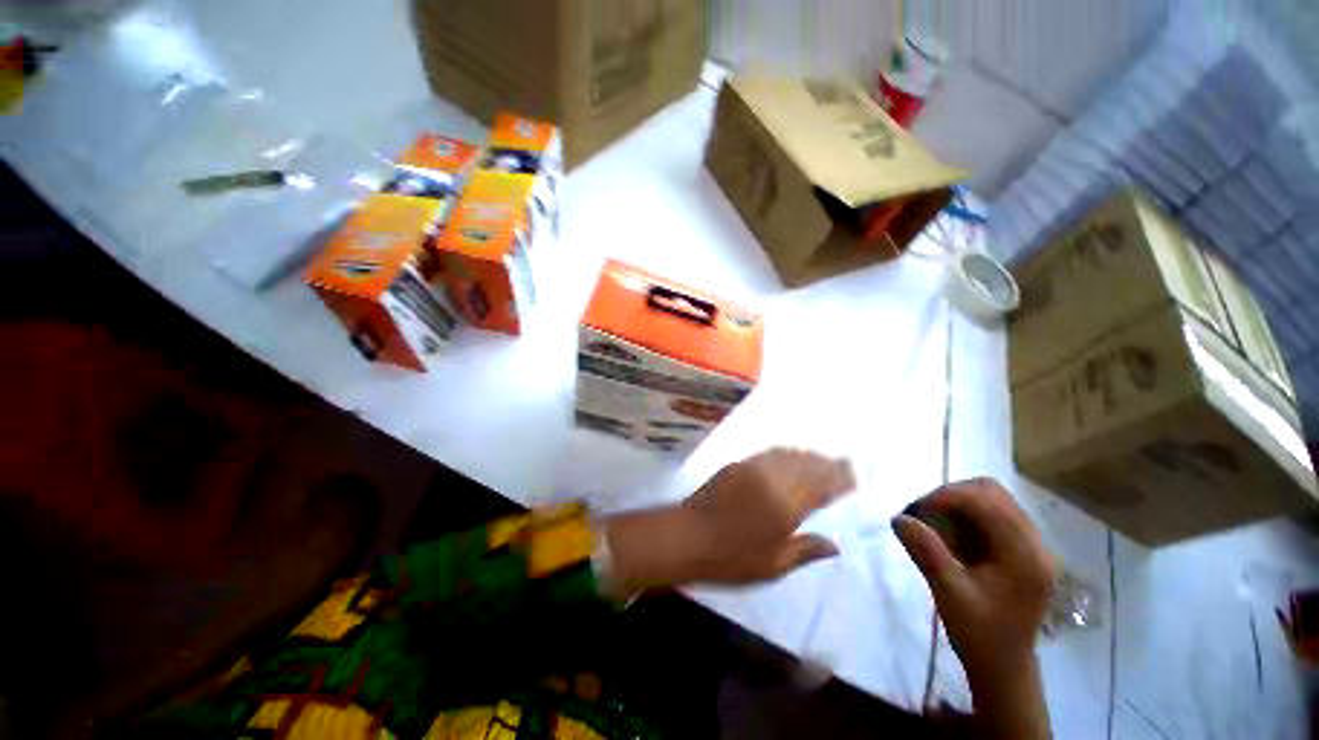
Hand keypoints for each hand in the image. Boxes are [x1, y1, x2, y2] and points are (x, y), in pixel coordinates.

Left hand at [607, 449, 854, 589]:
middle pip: (806, 467)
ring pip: (788, 457)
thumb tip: (835, 544)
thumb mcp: (773, 565)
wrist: (689, 537)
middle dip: (827, 463)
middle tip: (843, 460)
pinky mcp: (737, 466)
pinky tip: (790, 452)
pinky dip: (784, 452)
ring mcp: (753, 470)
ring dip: (807, 454)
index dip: (838, 481)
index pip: (820, 489)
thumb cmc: (732, 558)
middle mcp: (772, 482)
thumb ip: (805, 550)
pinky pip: (767, 454)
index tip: (853, 475)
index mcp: (785, 508)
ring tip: (822, 455)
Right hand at [893, 478, 1056, 683]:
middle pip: (992, 493)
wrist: (1004, 667)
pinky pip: (993, 515)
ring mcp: (1031, 547)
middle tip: (923, 513)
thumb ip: (926, 552)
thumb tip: (898, 518)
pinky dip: (966, 515)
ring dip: (958, 503)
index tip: (916, 511)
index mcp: (1024, 556)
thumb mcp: (949, 594)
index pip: (986, 501)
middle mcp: (1035, 544)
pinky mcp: (1022, 551)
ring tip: (933, 522)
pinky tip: (949, 534)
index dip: (946, 497)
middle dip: (951, 495)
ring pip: (993, 500)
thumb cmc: (979, 635)